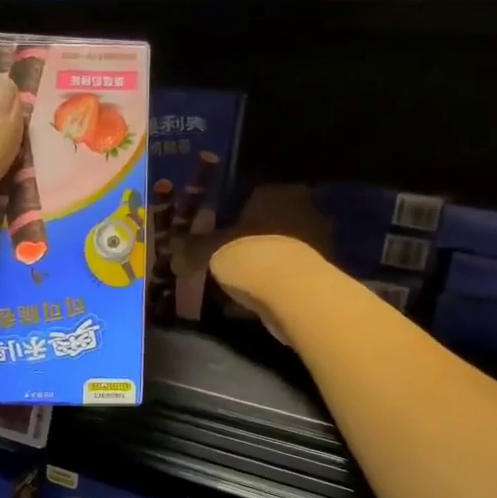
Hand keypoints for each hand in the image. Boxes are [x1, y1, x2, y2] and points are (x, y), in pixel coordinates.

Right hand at [172, 185, 333, 329]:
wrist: (293, 294)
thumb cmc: (250, 256)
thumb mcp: (209, 251)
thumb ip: (192, 250)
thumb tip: (175, 257)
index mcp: (275, 193)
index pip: (249, 197)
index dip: (229, 217)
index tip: (215, 236)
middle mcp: (302, 209)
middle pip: (266, 225)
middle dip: (247, 243)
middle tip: (224, 263)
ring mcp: (317, 241)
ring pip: (278, 252)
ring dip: (260, 267)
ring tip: (235, 288)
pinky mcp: (321, 272)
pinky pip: (286, 277)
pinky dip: (270, 288)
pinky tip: (250, 304)